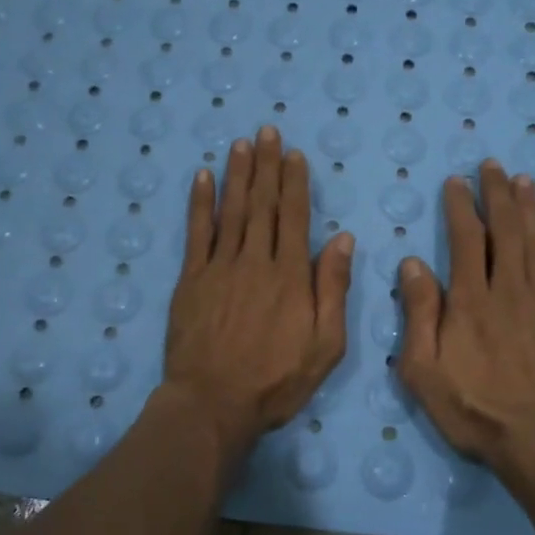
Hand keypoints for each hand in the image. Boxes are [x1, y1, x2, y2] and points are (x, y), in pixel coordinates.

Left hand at [162, 127, 354, 464]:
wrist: (213, 403)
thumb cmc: (276, 381)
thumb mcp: (325, 345)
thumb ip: (333, 289)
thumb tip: (343, 239)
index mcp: (291, 276)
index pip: (295, 217)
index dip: (295, 183)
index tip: (294, 154)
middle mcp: (256, 261)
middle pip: (263, 204)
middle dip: (266, 165)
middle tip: (266, 131)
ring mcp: (220, 267)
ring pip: (231, 211)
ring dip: (237, 174)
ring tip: (241, 144)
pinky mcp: (191, 280)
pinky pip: (196, 233)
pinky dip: (200, 203)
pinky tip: (203, 178)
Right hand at [396, 160, 534, 492]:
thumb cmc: (474, 411)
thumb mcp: (423, 370)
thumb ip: (418, 314)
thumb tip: (412, 263)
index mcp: (469, 301)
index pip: (464, 240)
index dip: (459, 207)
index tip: (456, 182)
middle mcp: (509, 290)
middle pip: (503, 231)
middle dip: (496, 195)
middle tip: (492, 165)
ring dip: (529, 208)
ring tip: (524, 179)